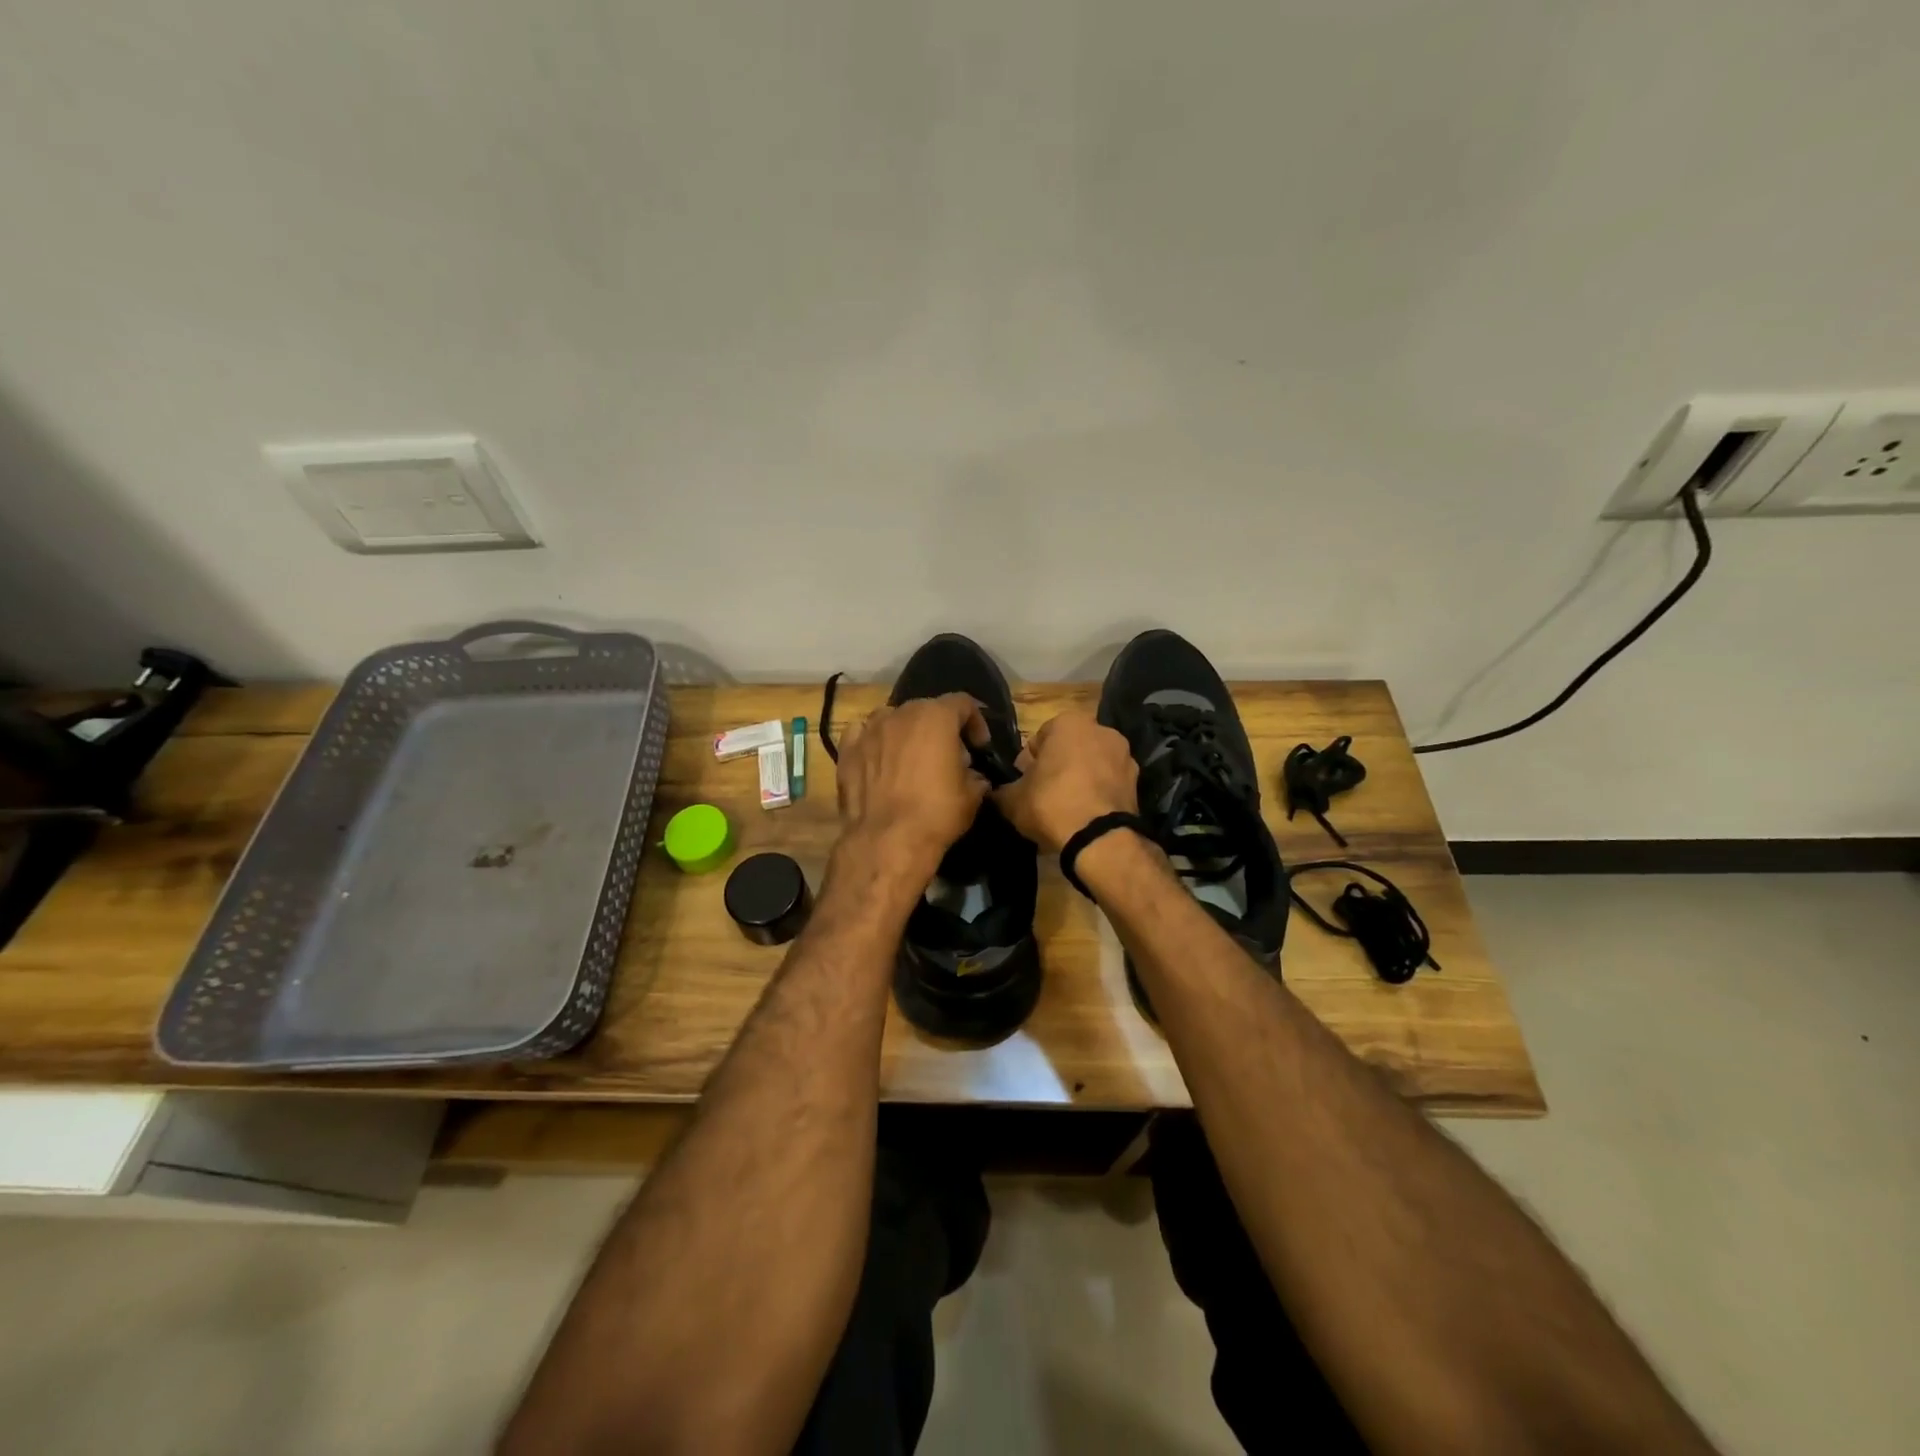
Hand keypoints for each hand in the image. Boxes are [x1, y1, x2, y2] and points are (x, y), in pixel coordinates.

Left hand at [836, 693, 989, 876]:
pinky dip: (873, 742)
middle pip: (926, 709)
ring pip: (892, 718)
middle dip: (940, 728)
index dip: (976, 722)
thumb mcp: (972, 796)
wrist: (886, 840)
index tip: (979, 747)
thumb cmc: (936, 813)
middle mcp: (901, 713)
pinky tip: (879, 759)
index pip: (962, 703)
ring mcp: (870, 730)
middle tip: (947, 756)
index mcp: (936, 716)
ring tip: (910, 758)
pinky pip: (862, 734)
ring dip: (905, 732)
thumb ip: (975, 776)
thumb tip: (972, 775)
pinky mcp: (847, 750)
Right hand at [993, 710, 1138, 854]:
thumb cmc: (1051, 804)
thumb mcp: (1012, 799)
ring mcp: (1124, 755)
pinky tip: (1087, 814)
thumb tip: (996, 792)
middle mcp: (1101, 730)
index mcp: (1069, 723)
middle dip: (1058, 766)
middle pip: (1070, 747)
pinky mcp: (1137, 781)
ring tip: (1067, 806)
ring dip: (1081, 778)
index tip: (1025, 782)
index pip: (1040, 737)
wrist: (1099, 839)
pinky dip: (1099, 792)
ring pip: (1092, 764)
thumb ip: (1002, 790)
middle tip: (1044, 793)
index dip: (1029, 761)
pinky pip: (1109, 782)